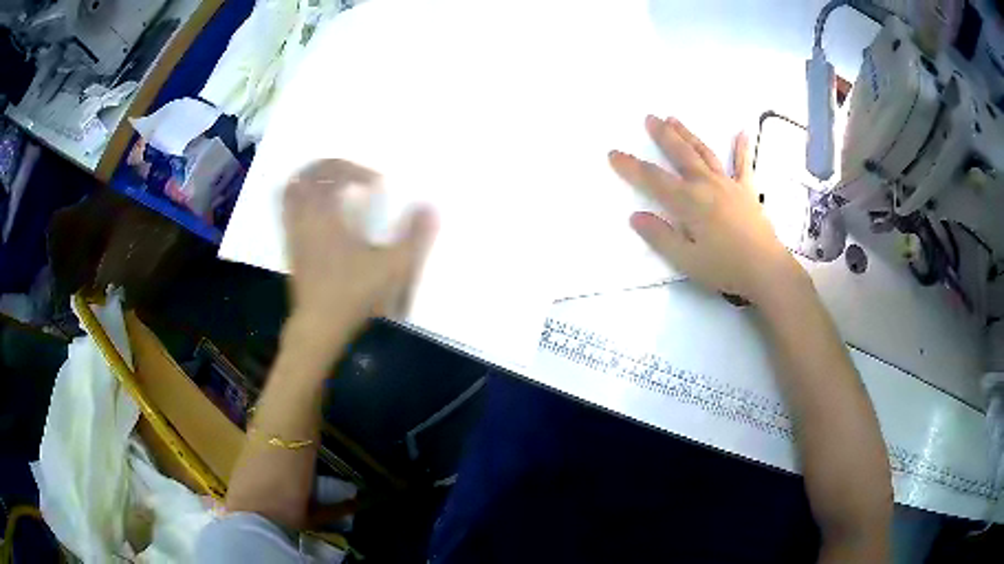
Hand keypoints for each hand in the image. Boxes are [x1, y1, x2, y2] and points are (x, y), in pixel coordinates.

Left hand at [282, 159, 436, 343]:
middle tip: (350, 171)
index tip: (376, 183)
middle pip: (305, 176)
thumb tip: (429, 207)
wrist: (319, 326)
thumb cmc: (353, 294)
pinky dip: (302, 199)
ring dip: (311, 179)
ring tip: (332, 183)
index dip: (355, 169)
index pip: (332, 174)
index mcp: (327, 216)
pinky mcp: (290, 248)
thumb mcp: (392, 267)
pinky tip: (319, 210)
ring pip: (291, 192)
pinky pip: (287, 210)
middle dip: (328, 167)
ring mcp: (294, 233)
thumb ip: (414, 237)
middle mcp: (305, 218)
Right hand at [609, 116, 805, 304]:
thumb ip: (660, 236)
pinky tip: (741, 132)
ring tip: (674, 119)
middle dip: (663, 135)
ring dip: (688, 135)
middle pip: (680, 154)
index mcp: (688, 201)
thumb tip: (636, 216)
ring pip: (704, 152)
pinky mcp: (746, 191)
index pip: (653, 179)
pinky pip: (743, 165)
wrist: (766, 270)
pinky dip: (741, 148)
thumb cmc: (725, 267)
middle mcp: (706, 184)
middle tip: (650, 118)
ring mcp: (728, 184)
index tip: (613, 153)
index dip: (631, 166)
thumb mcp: (686, 259)